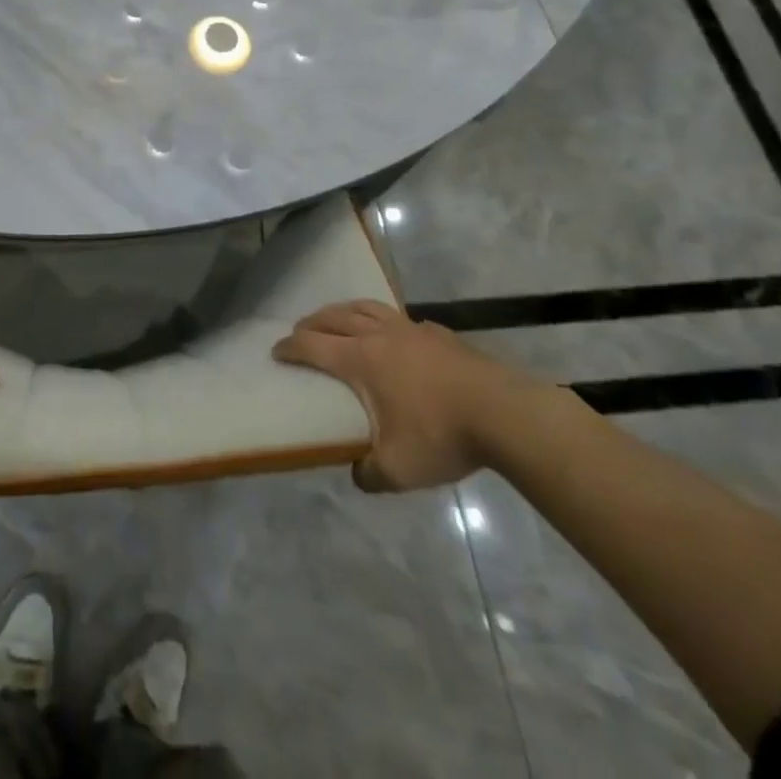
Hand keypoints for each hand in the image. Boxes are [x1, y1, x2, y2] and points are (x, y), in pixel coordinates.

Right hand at [274, 301, 539, 491]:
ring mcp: (411, 329)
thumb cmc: (442, 436)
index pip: (312, 345)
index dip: (290, 347)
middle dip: (311, 323)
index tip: (276, 352)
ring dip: (343, 311)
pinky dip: (382, 320)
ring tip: (337, 319)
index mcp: (361, 359)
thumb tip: (358, 473)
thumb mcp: (399, 470)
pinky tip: (392, 335)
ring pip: (366, 307)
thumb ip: (370, 473)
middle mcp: (379, 335)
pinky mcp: (439, 333)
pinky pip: (399, 318)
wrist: (505, 414)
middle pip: (334, 317)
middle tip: (300, 332)